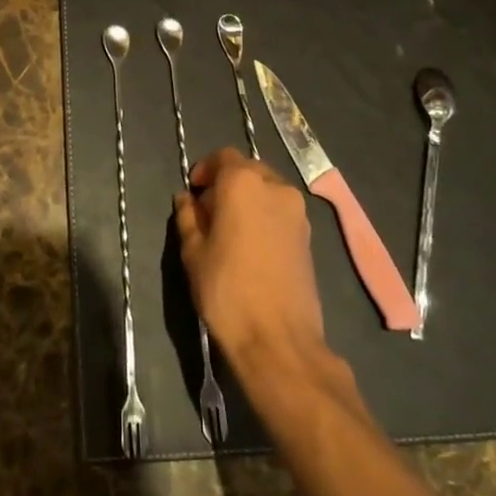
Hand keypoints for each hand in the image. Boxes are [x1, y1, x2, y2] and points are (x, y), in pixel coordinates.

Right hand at [174, 148, 329, 371]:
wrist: (279, 338)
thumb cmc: (227, 290)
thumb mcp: (194, 252)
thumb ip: (188, 218)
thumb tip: (187, 199)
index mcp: (243, 183)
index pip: (223, 157)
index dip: (205, 169)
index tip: (193, 192)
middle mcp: (275, 187)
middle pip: (248, 170)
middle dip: (227, 183)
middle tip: (208, 211)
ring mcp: (297, 211)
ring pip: (267, 189)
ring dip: (247, 199)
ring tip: (230, 229)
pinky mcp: (309, 235)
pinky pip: (280, 211)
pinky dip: (264, 215)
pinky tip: (251, 245)